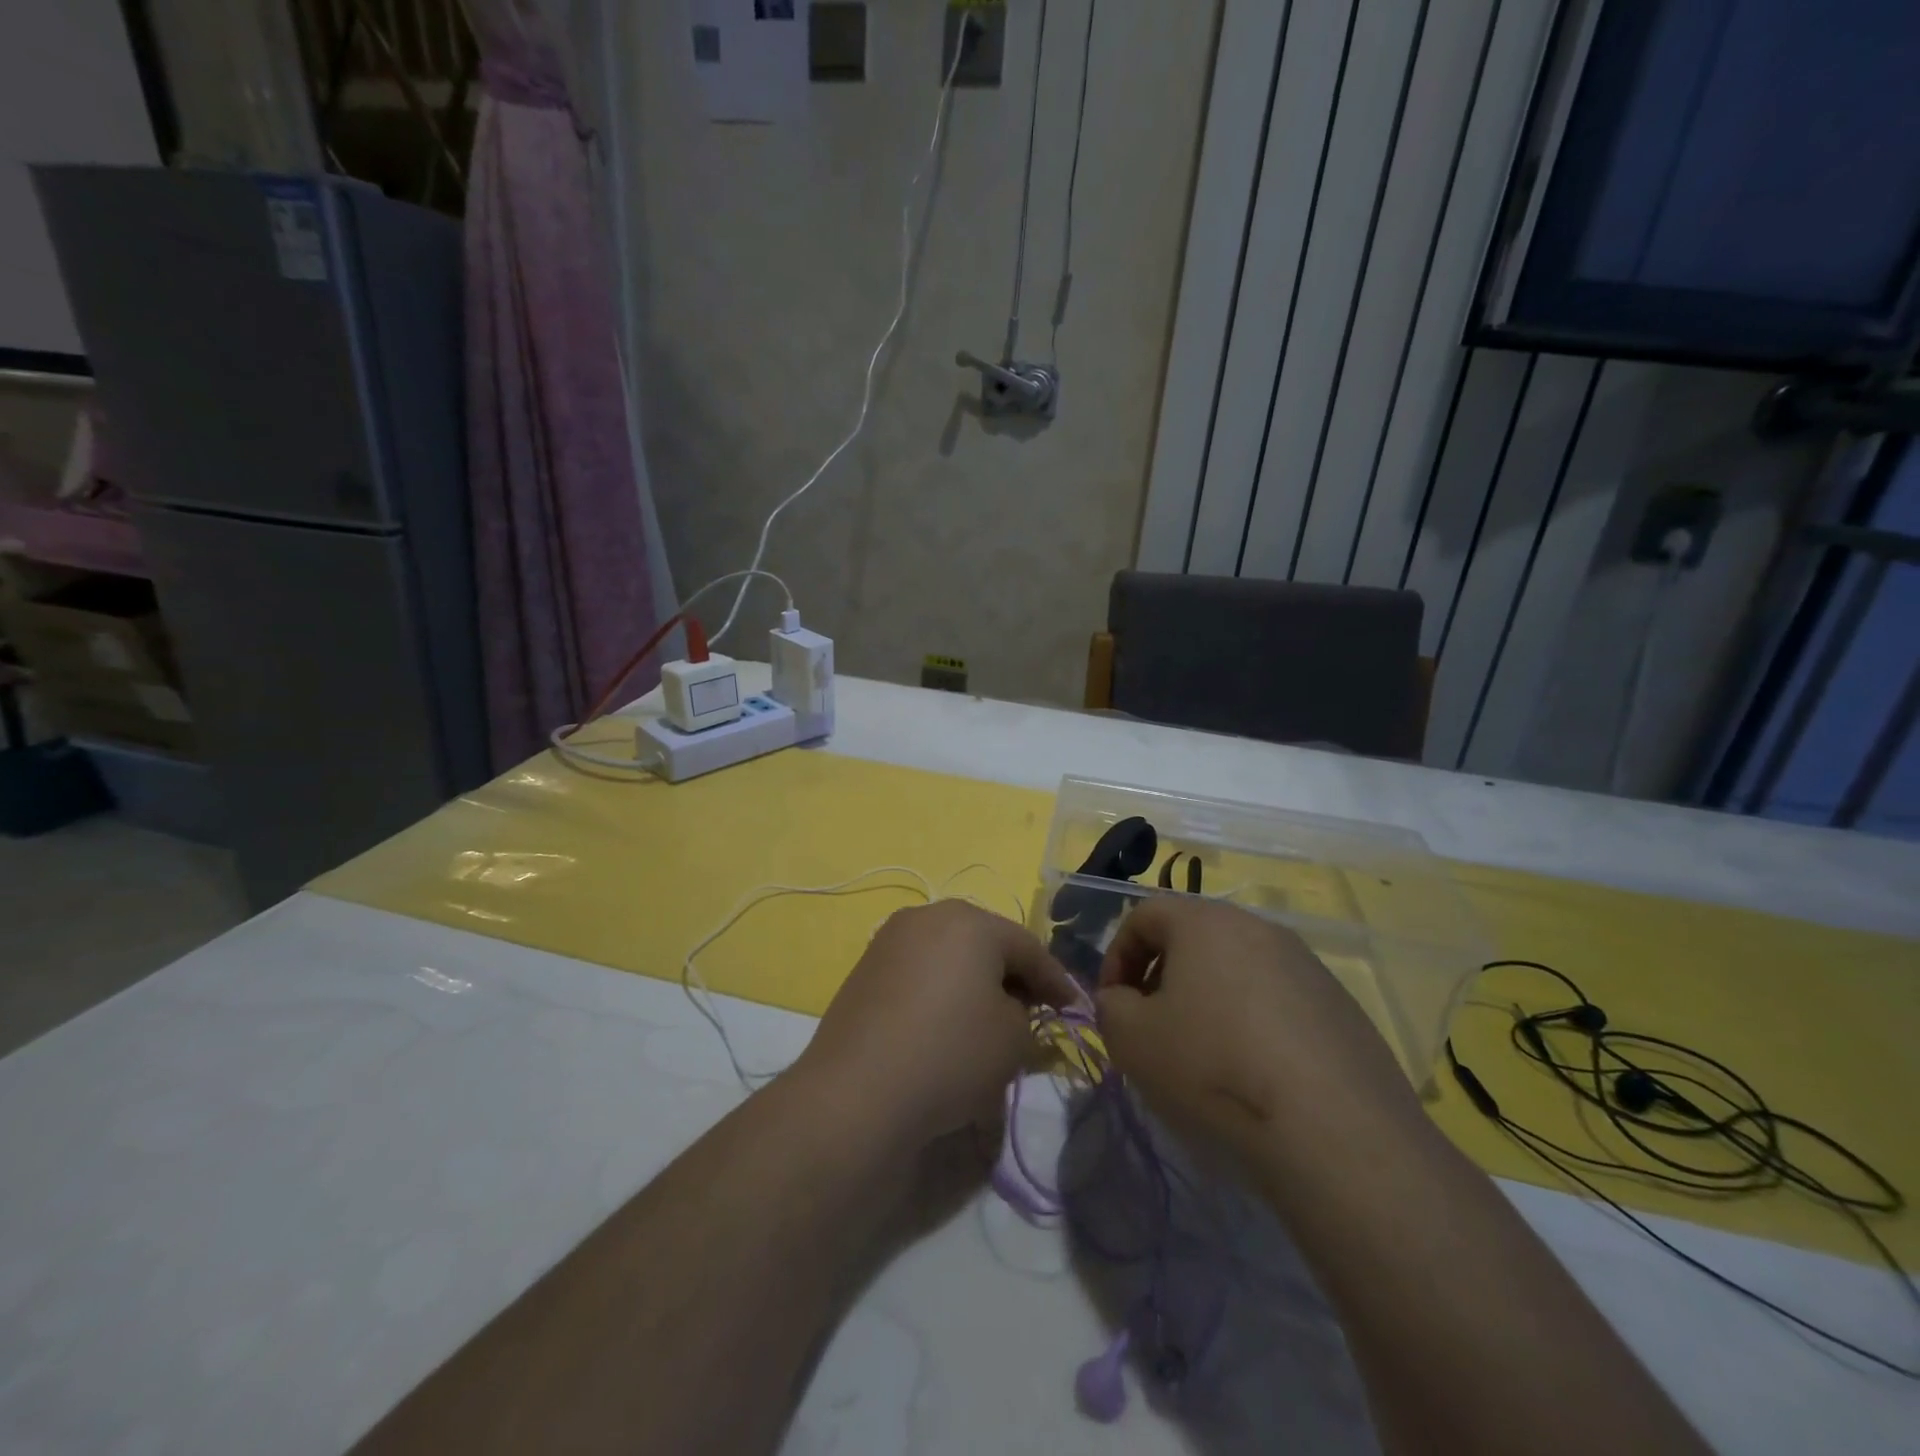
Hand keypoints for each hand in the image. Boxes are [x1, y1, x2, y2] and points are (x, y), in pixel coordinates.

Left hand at [794, 901, 1080, 1146]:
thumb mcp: (1013, 1038)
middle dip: (1013, 976)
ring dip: (975, 983)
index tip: (1074, 1009)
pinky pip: (920, 973)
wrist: (857, 1093)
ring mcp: (890, 940)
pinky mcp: (865, 969)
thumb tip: (1014, 1009)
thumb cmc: (950, 1054)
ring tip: (991, 1021)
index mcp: (969, 920)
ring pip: (950, 956)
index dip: (1056, 981)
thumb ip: (1027, 1014)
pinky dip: (941, 992)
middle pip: (986, 943)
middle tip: (1035, 1012)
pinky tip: (947, 1026)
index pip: (1028, 947)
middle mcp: (928, 916)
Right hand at [1095, 897, 1417, 1164]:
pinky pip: (1280, 1003)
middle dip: (1164, 978)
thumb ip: (1111, 1006)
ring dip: (1210, 1002)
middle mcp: (1259, 929)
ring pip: (1238, 970)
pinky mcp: (1343, 1009)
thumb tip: (1125, 1000)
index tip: (1114, 1004)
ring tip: (1206, 1058)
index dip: (1116, 956)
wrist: (1336, 1134)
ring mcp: (1309, 967)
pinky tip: (1258, 1077)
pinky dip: (1255, 1027)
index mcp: (1206, 922)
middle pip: (1194, 938)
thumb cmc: (1215, 1069)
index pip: (1144, 915)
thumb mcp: (1131, 1038)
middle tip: (1154, 1028)